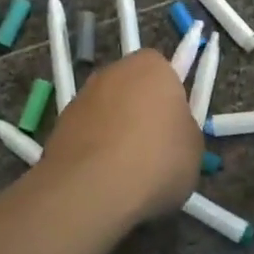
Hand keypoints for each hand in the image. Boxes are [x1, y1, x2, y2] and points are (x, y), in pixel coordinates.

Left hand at [35, 50, 203, 220]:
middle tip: (154, 150)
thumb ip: (183, 129)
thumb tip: (171, 133)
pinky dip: (94, 150)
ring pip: (108, 111)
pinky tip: (103, 178)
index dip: (172, 102)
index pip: (166, 73)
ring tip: (126, 172)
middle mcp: (114, 71)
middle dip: (141, 113)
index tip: (175, 130)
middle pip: (133, 89)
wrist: (93, 188)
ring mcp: (82, 96)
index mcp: (152, 66)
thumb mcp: (194, 147)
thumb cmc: (157, 159)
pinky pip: (87, 134)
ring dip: (115, 131)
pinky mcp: (59, 124)